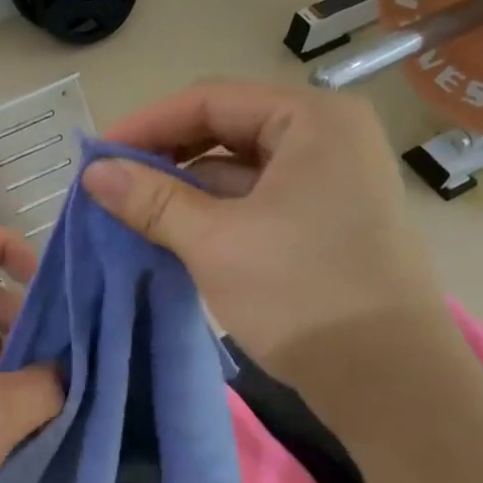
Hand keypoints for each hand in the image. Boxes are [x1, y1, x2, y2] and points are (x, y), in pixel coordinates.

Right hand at [82, 79, 448, 382]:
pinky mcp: (324, 221)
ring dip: (184, 188)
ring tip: (130, 211)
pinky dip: (212, 212)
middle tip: (110, 185)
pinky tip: (171, 232)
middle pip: (226, 129)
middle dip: (164, 156)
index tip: (95, 156)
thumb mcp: (215, 242)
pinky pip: (255, 200)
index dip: (146, 125)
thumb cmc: (302, 293)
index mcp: (313, 120)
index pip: (211, 100)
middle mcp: (327, 138)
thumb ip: (151, 200)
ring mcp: (329, 181)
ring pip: (238, 168)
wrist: (390, 382)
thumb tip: (92, 172)